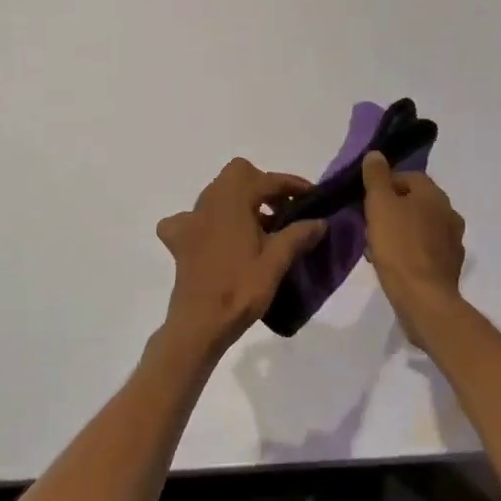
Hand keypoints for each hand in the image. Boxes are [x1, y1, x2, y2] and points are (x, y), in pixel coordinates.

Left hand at [156, 158, 326, 355]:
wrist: (199, 325)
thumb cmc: (240, 289)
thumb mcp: (276, 261)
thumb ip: (298, 235)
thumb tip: (321, 221)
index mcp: (232, 200)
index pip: (267, 180)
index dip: (292, 185)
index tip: (312, 196)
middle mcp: (208, 202)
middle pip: (238, 176)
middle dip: (263, 186)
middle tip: (284, 210)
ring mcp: (189, 220)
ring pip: (218, 194)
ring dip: (240, 201)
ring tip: (260, 227)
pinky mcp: (179, 241)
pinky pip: (192, 219)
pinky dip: (208, 222)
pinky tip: (218, 239)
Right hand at [361, 151, 466, 342]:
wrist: (424, 299)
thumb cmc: (399, 246)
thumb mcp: (380, 205)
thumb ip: (376, 177)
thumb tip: (376, 154)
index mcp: (435, 195)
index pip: (408, 177)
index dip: (384, 186)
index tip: (367, 202)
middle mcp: (449, 213)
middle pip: (413, 202)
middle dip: (390, 211)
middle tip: (369, 226)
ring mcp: (453, 242)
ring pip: (418, 227)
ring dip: (398, 232)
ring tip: (376, 249)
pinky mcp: (449, 267)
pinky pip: (424, 251)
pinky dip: (408, 253)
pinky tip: (392, 266)